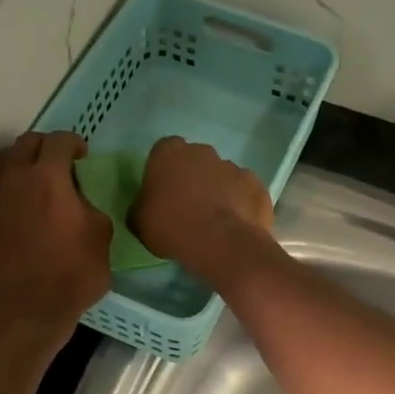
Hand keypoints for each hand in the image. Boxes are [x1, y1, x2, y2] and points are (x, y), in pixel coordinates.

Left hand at [0, 131, 110, 338]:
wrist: (27, 311)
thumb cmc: (72, 274)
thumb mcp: (101, 236)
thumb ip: (89, 205)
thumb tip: (77, 200)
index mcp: (48, 178)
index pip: (58, 141)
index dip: (73, 143)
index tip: (82, 156)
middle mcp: (15, 181)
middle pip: (25, 144)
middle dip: (45, 146)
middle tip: (59, 163)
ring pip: (2, 164)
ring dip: (21, 164)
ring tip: (35, 182)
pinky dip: (10, 193)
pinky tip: (22, 213)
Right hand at [131, 136, 274, 285]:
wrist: (220, 243)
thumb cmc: (171, 227)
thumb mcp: (139, 222)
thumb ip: (142, 205)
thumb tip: (147, 206)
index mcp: (169, 154)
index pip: (163, 150)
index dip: (164, 170)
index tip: (163, 190)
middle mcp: (202, 152)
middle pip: (195, 160)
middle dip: (192, 177)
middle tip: (188, 206)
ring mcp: (233, 166)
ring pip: (222, 175)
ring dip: (218, 191)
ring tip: (214, 220)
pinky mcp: (256, 185)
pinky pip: (244, 192)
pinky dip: (240, 204)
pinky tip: (235, 225)